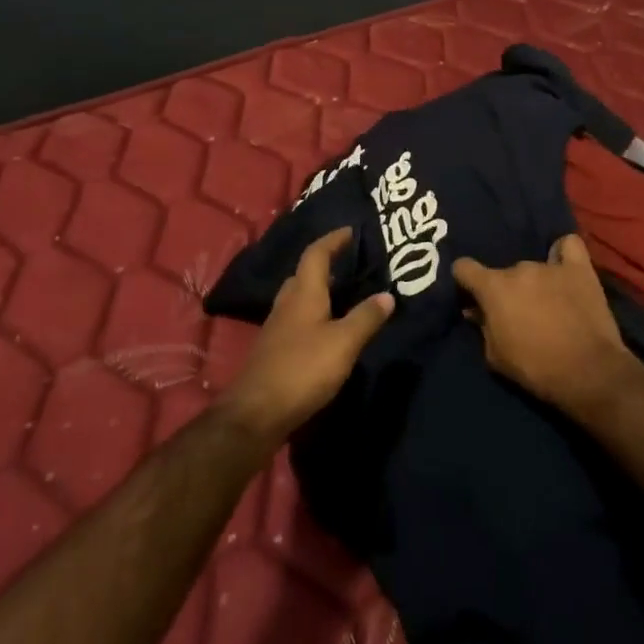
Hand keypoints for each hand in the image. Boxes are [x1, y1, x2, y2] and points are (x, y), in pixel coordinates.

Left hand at [218, 228, 394, 446]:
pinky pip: (296, 319)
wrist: (256, 413)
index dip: (332, 240)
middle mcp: (287, 304)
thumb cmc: (303, 369)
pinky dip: (314, 313)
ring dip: (318, 289)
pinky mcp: (274, 350)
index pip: (316, 254)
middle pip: (304, 274)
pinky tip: (326, 329)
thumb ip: (366, 318)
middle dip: (325, 264)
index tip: (349, 231)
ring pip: (298, 297)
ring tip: (343, 293)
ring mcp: (277, 328)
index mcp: (304, 294)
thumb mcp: (343, 343)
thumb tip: (387, 295)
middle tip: (349, 263)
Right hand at [452, 234, 636, 417]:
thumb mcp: (495, 356)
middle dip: (507, 291)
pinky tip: (564, 267)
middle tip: (518, 313)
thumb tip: (475, 311)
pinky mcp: (580, 269)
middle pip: (505, 273)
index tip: (471, 294)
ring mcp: (551, 265)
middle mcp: (519, 268)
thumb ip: (482, 327)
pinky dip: (563, 254)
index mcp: (493, 287)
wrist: (587, 372)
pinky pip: (568, 246)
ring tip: (548, 302)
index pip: (464, 267)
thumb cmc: (535, 368)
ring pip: (534, 267)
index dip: (464, 280)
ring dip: (535, 282)